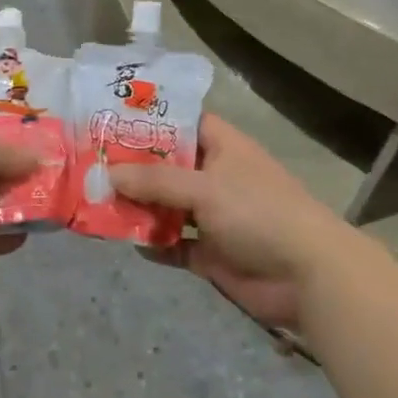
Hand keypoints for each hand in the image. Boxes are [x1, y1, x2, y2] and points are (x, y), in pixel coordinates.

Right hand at [109, 115, 348, 329]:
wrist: (307, 276)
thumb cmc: (258, 213)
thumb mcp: (205, 188)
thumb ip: (155, 181)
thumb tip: (108, 173)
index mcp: (223, 148)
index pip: (185, 122)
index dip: (153, 120)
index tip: (112, 120)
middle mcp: (217, 177)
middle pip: (169, 167)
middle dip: (134, 168)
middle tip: (90, 164)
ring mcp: (214, 217)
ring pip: (168, 206)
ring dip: (140, 207)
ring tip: (97, 202)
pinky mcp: (212, 253)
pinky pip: (175, 244)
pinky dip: (155, 244)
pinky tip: (129, 241)